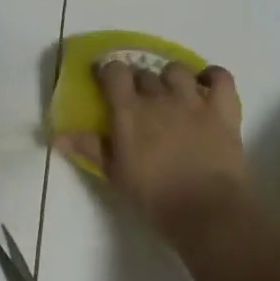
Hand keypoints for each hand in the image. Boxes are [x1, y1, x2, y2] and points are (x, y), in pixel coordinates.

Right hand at [55, 61, 245, 242]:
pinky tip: (207, 84)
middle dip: (139, 81)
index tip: (106, 79)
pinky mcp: (222, 109)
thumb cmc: (154, 197)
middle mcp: (159, 97)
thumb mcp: (115, 174)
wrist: (206, 210)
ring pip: (177, 70)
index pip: (114, 72)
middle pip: (144, 73)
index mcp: (129, 110)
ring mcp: (193, 100)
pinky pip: (220, 77)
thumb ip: (89, 148)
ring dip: (171, 77)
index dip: (109, 71)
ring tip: (171, 93)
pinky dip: (213, 76)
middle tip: (138, 101)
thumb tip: (57, 135)